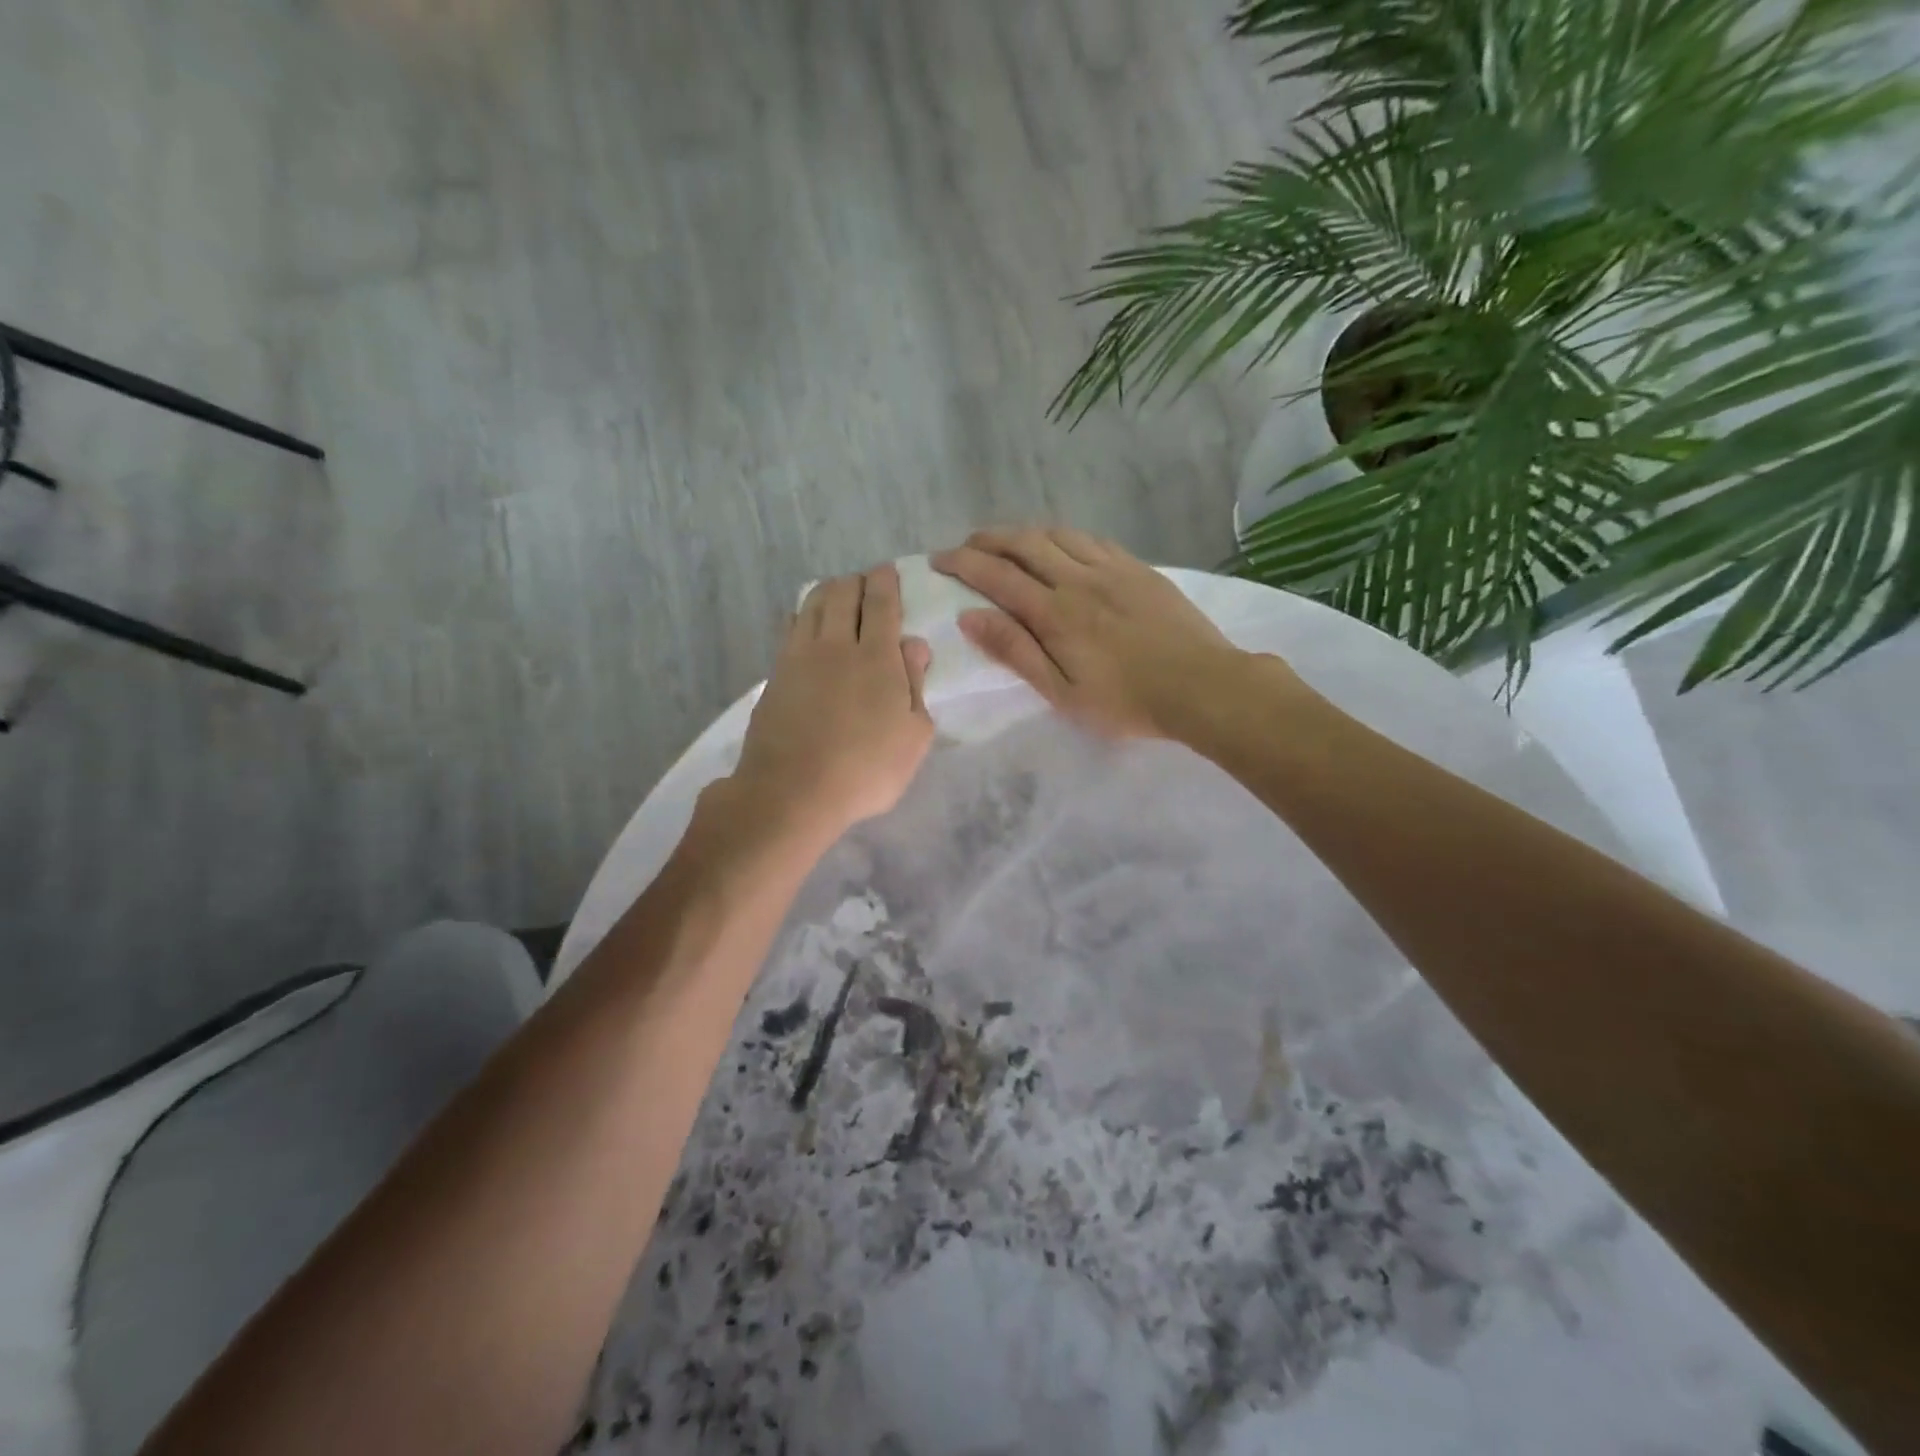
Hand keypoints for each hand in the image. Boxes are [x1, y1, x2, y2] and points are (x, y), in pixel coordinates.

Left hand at [729, 564, 935, 843]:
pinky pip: (791, 629)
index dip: (885, 583)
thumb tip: (914, 644)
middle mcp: (837, 645)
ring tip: (837, 594)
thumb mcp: (913, 736)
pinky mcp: (775, 675)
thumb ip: (916, 685)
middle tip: (864, 583)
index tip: (887, 571)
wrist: (792, 791)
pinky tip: (806, 622)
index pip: (881, 605)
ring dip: (827, 592)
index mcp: (877, 658)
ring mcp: (800, 657)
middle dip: (856, 581)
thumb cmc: (866, 770)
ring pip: (812, 605)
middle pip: (843, 595)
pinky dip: (803, 615)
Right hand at [932, 527, 1268, 740]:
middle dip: (988, 540)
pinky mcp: (1138, 569)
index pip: (997, 576)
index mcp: (1055, 613)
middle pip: (1024, 544)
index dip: (963, 563)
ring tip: (1006, 542)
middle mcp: (1078, 580)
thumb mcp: (1062, 692)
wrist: (1202, 685)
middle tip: (966, 545)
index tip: (939, 558)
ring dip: (1024, 533)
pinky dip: (1064, 536)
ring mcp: (1112, 569)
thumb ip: (1016, 651)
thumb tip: (970, 617)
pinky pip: (1092, 539)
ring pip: (1057, 535)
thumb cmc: (1126, 701)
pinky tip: (1061, 544)